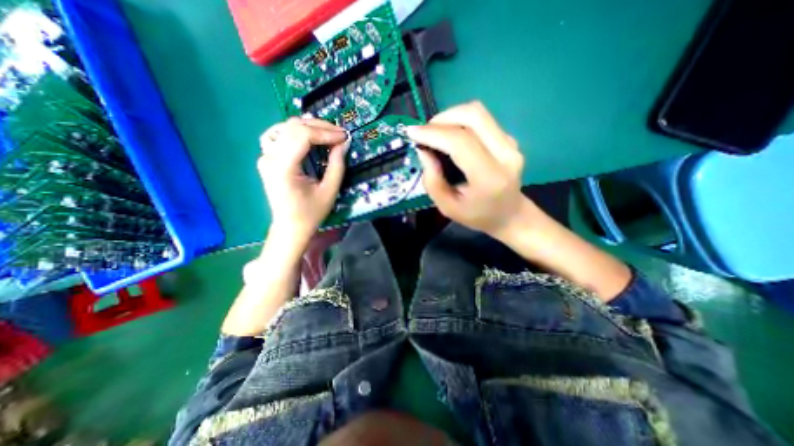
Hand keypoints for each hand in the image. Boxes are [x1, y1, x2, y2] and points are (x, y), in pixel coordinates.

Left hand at [260, 116, 347, 245]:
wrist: (290, 226)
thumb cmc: (311, 213)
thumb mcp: (329, 191)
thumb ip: (337, 165)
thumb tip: (343, 143)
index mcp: (283, 167)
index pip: (302, 135)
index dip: (326, 132)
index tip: (344, 137)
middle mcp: (269, 157)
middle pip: (293, 127)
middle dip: (320, 127)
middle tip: (340, 134)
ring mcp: (265, 156)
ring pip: (286, 127)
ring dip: (309, 127)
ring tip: (328, 134)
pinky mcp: (267, 157)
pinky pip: (280, 134)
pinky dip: (296, 131)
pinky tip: (308, 137)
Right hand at [405, 100, 534, 239]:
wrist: (510, 215)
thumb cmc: (477, 215)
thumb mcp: (447, 207)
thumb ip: (432, 181)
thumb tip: (423, 150)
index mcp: (489, 178)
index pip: (460, 143)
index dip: (433, 133)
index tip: (412, 133)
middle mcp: (505, 155)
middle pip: (473, 116)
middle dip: (442, 118)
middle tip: (425, 132)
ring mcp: (511, 143)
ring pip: (477, 112)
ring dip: (450, 116)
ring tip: (435, 133)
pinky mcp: (509, 138)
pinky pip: (481, 120)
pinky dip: (460, 122)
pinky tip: (451, 136)